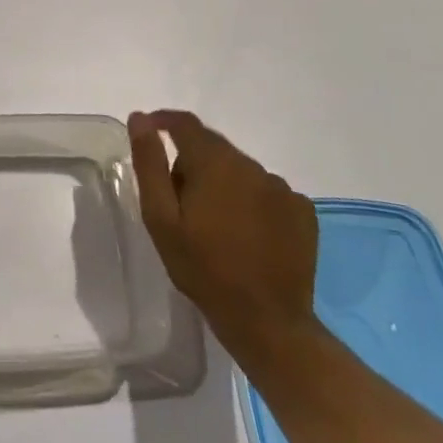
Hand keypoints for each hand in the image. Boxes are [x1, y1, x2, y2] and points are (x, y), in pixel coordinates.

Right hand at [128, 110, 319, 366]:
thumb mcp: (161, 217)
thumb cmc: (203, 268)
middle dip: (192, 161)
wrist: (267, 323)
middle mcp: (252, 165)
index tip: (148, 131)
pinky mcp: (303, 212)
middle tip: (178, 199)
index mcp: (215, 162)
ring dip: (223, 182)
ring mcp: (282, 189)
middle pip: (214, 147)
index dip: (164, 121)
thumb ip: (149, 163)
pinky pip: (267, 192)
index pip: (186, 124)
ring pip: (240, 170)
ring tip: (213, 222)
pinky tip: (246, 232)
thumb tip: (140, 119)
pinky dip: (251, 200)